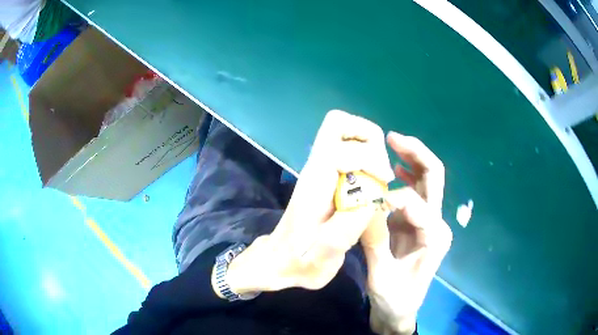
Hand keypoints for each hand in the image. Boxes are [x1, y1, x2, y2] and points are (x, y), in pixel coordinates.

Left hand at [225, 110, 394, 293]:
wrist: (280, 260)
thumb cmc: (302, 261)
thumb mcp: (326, 255)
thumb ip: (349, 225)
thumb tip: (373, 193)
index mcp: (315, 185)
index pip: (342, 148)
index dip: (370, 160)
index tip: (383, 185)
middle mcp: (315, 167)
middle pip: (337, 123)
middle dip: (368, 139)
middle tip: (380, 172)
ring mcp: (318, 167)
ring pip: (343, 130)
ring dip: (368, 145)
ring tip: (377, 176)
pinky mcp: (323, 173)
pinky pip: (346, 146)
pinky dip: (364, 153)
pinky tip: (370, 182)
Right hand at [361, 132, 452, 334]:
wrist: (399, 311)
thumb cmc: (394, 299)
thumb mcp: (381, 277)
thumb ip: (376, 243)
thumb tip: (368, 206)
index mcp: (433, 237)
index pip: (415, 203)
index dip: (390, 198)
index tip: (367, 203)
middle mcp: (437, 224)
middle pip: (435, 179)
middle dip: (417, 155)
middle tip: (394, 138)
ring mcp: (428, 222)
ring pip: (428, 181)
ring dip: (412, 159)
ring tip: (393, 142)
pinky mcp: (417, 224)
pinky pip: (415, 193)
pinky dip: (407, 176)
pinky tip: (396, 167)